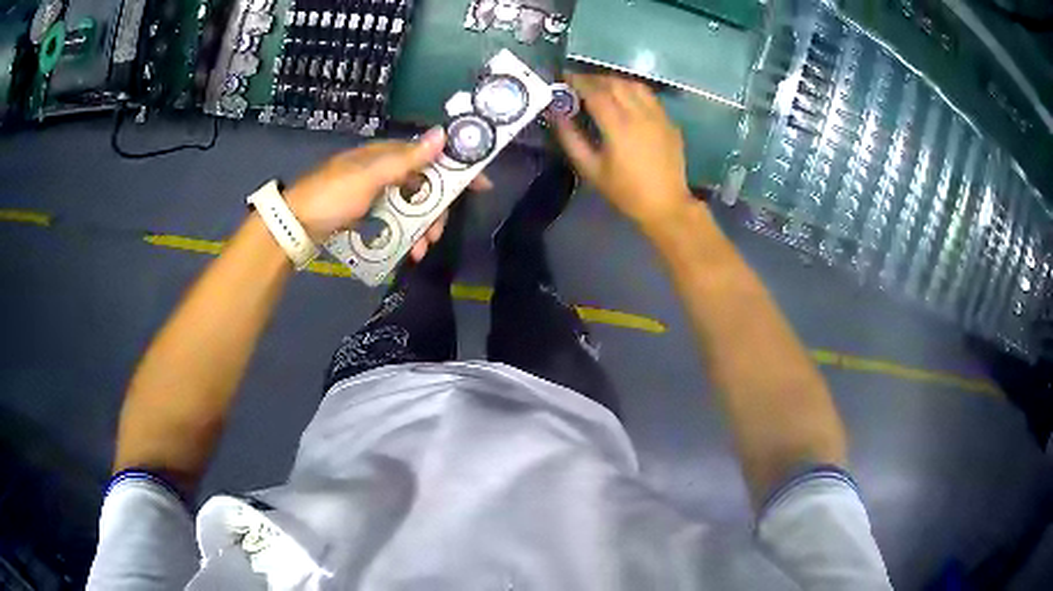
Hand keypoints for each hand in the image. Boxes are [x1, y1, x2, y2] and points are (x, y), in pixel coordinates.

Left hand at [285, 128, 492, 260]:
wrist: (294, 224)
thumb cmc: (332, 196)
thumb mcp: (370, 177)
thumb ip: (406, 159)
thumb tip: (442, 134)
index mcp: (386, 155)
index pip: (431, 156)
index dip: (457, 169)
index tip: (480, 186)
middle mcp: (383, 170)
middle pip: (424, 186)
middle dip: (436, 210)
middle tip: (438, 234)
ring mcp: (374, 192)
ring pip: (410, 206)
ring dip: (421, 227)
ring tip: (420, 251)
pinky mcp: (366, 211)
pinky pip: (394, 220)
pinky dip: (404, 234)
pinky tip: (406, 250)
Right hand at [554, 74, 693, 230]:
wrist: (666, 204)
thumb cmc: (626, 191)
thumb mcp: (591, 169)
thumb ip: (571, 139)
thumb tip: (556, 114)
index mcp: (619, 126)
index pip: (595, 91)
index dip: (578, 81)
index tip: (564, 76)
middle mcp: (640, 114)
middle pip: (615, 83)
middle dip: (595, 79)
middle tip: (580, 83)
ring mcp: (658, 116)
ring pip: (635, 85)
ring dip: (615, 81)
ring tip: (602, 87)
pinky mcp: (669, 122)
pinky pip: (649, 97)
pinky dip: (632, 91)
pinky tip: (625, 100)